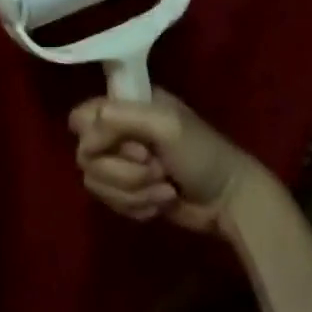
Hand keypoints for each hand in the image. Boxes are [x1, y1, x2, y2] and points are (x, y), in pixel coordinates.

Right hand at [69, 90, 269, 234]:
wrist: (229, 200)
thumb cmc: (202, 154)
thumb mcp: (165, 124)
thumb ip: (119, 119)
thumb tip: (84, 143)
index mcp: (127, 105)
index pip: (82, 117)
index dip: (95, 136)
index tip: (127, 146)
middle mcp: (119, 132)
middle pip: (86, 155)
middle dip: (123, 170)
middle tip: (156, 168)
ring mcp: (122, 164)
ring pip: (95, 182)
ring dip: (133, 191)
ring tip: (165, 189)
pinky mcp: (127, 192)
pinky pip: (109, 202)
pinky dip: (137, 206)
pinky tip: (163, 202)